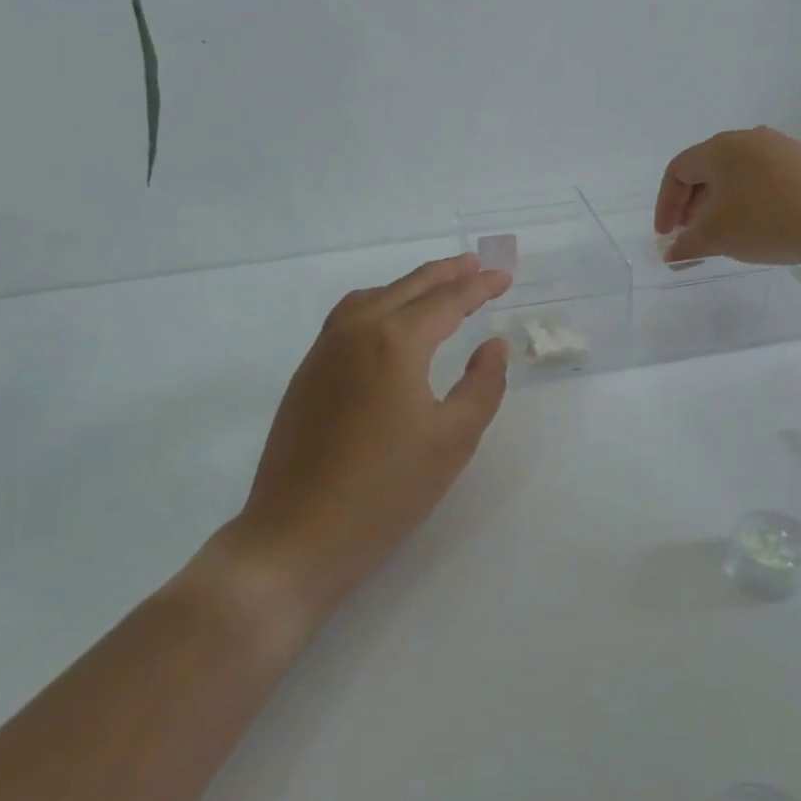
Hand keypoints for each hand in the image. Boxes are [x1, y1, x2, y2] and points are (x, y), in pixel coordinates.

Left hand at [210, 255, 512, 631]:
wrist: (296, 536)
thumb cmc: (385, 491)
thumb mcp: (453, 440)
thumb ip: (482, 385)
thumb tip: (492, 345)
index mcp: (394, 341)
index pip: (446, 301)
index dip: (479, 287)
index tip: (504, 277)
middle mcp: (356, 331)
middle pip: (407, 288)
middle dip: (446, 274)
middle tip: (476, 264)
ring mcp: (323, 350)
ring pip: (373, 297)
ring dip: (409, 286)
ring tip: (437, 287)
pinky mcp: (306, 373)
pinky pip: (348, 317)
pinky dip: (379, 304)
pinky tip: (389, 323)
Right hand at [654, 127, 800, 264]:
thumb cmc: (767, 220)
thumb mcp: (718, 237)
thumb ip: (687, 245)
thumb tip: (671, 253)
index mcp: (719, 149)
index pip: (677, 170)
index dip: (666, 204)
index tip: (667, 234)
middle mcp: (749, 138)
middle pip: (707, 169)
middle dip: (693, 204)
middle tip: (692, 234)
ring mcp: (782, 146)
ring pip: (738, 173)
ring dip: (722, 201)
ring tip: (726, 231)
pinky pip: (766, 177)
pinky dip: (751, 198)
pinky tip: (762, 223)